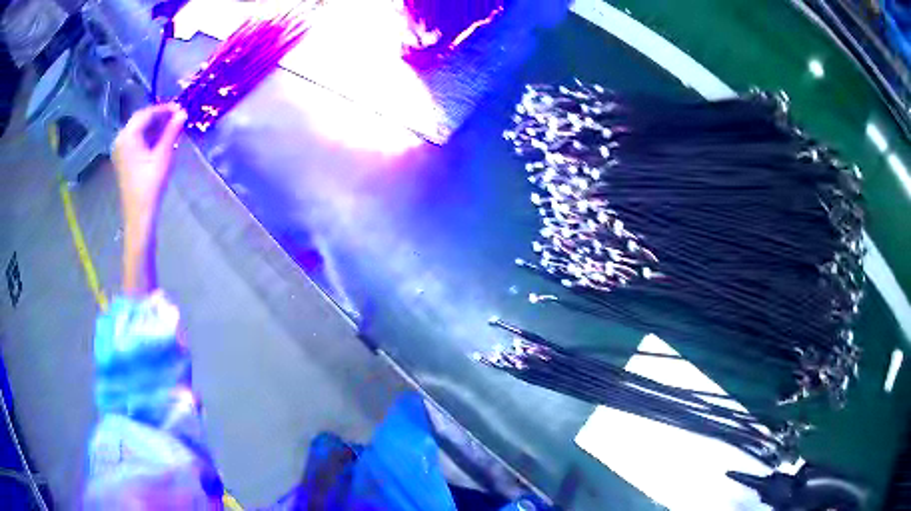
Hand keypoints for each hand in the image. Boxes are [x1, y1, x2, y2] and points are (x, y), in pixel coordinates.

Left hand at [112, 103, 186, 228]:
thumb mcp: (163, 156)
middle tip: (177, 116)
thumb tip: (183, 113)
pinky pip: (135, 140)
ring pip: (138, 129)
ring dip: (154, 126)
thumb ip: (172, 132)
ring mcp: (119, 150)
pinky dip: (147, 136)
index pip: (147, 113)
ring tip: (171, 127)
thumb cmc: (150, 186)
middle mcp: (120, 139)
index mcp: (128, 136)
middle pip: (141, 119)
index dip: (164, 109)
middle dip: (158, 116)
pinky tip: (160, 139)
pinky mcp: (122, 160)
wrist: (139, 215)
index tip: (180, 108)